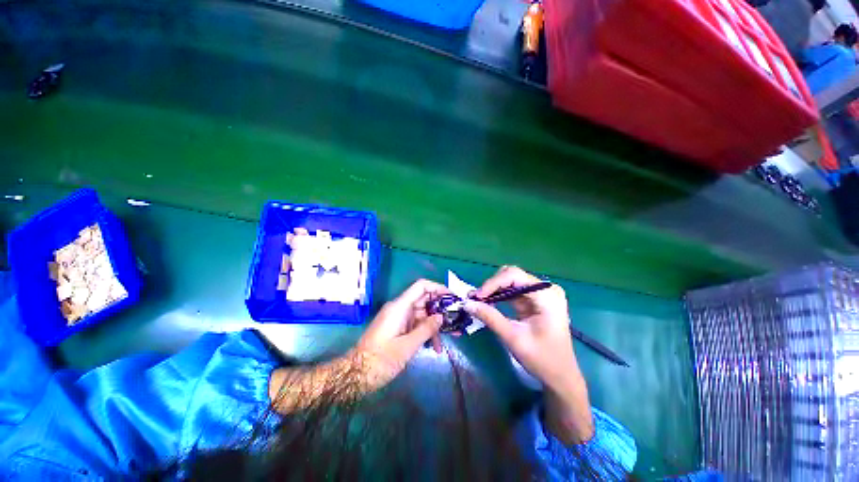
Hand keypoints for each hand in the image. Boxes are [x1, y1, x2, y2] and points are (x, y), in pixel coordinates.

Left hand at [355, 279, 447, 390]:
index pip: (421, 286)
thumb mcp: (407, 346)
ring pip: (422, 314)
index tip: (453, 297)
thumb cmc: (381, 360)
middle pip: (424, 300)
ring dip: (435, 325)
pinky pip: (416, 324)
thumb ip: (426, 329)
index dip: (438, 288)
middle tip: (456, 319)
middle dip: (441, 309)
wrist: (356, 375)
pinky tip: (435, 347)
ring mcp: (398, 318)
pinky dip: (426, 332)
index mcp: (400, 306)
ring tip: (451, 338)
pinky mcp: (398, 327)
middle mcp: (400, 308)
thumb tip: (441, 316)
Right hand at [464, 266, 593, 443]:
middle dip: (492, 285)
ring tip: (478, 301)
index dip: (493, 283)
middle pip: (512, 275)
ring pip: (510, 280)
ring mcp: (541, 293)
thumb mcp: (513, 338)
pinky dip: (499, 294)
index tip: (476, 297)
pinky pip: (512, 289)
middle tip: (475, 299)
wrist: (560, 376)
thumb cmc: (542, 359)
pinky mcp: (534, 299)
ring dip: (493, 289)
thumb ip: (490, 318)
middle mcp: (545, 288)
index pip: (514, 276)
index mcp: (547, 295)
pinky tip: (488, 303)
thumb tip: (467, 304)